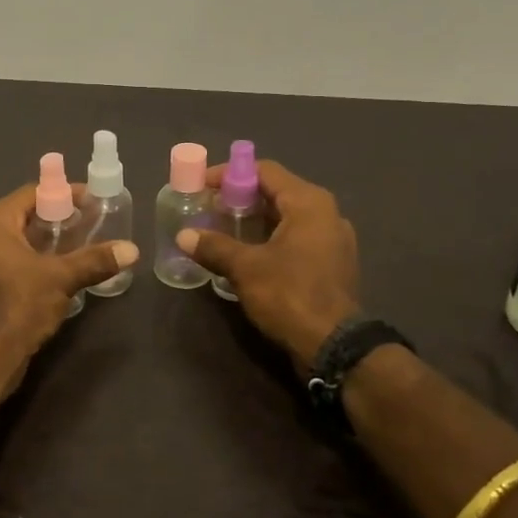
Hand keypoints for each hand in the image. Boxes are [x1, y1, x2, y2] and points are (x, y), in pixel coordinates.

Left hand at [0, 183, 138, 391]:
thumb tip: (132, 250)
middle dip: (57, 218)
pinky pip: (11, 260)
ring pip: (18, 240)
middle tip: (89, 222)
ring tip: (80, 245)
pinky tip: (59, 271)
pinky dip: (34, 259)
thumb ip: (95, 260)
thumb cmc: (19, 305)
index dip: (64, 194)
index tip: (92, 201)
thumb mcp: (62, 278)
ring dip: (47, 241)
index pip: (33, 193)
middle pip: (25, 215)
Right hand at [176, 160, 359, 370]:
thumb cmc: (290, 295)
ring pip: (286, 218)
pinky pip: (296, 239)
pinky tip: (247, 255)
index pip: (264, 171)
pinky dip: (270, 240)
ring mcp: (333, 240)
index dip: (229, 174)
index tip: (202, 186)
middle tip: (208, 209)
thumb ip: (214, 247)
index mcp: (309, 203)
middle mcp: (326, 214)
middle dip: (239, 198)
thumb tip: (184, 236)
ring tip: (222, 231)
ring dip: (254, 221)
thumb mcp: (245, 268)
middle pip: (276, 192)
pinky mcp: (331, 264)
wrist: (333, 346)